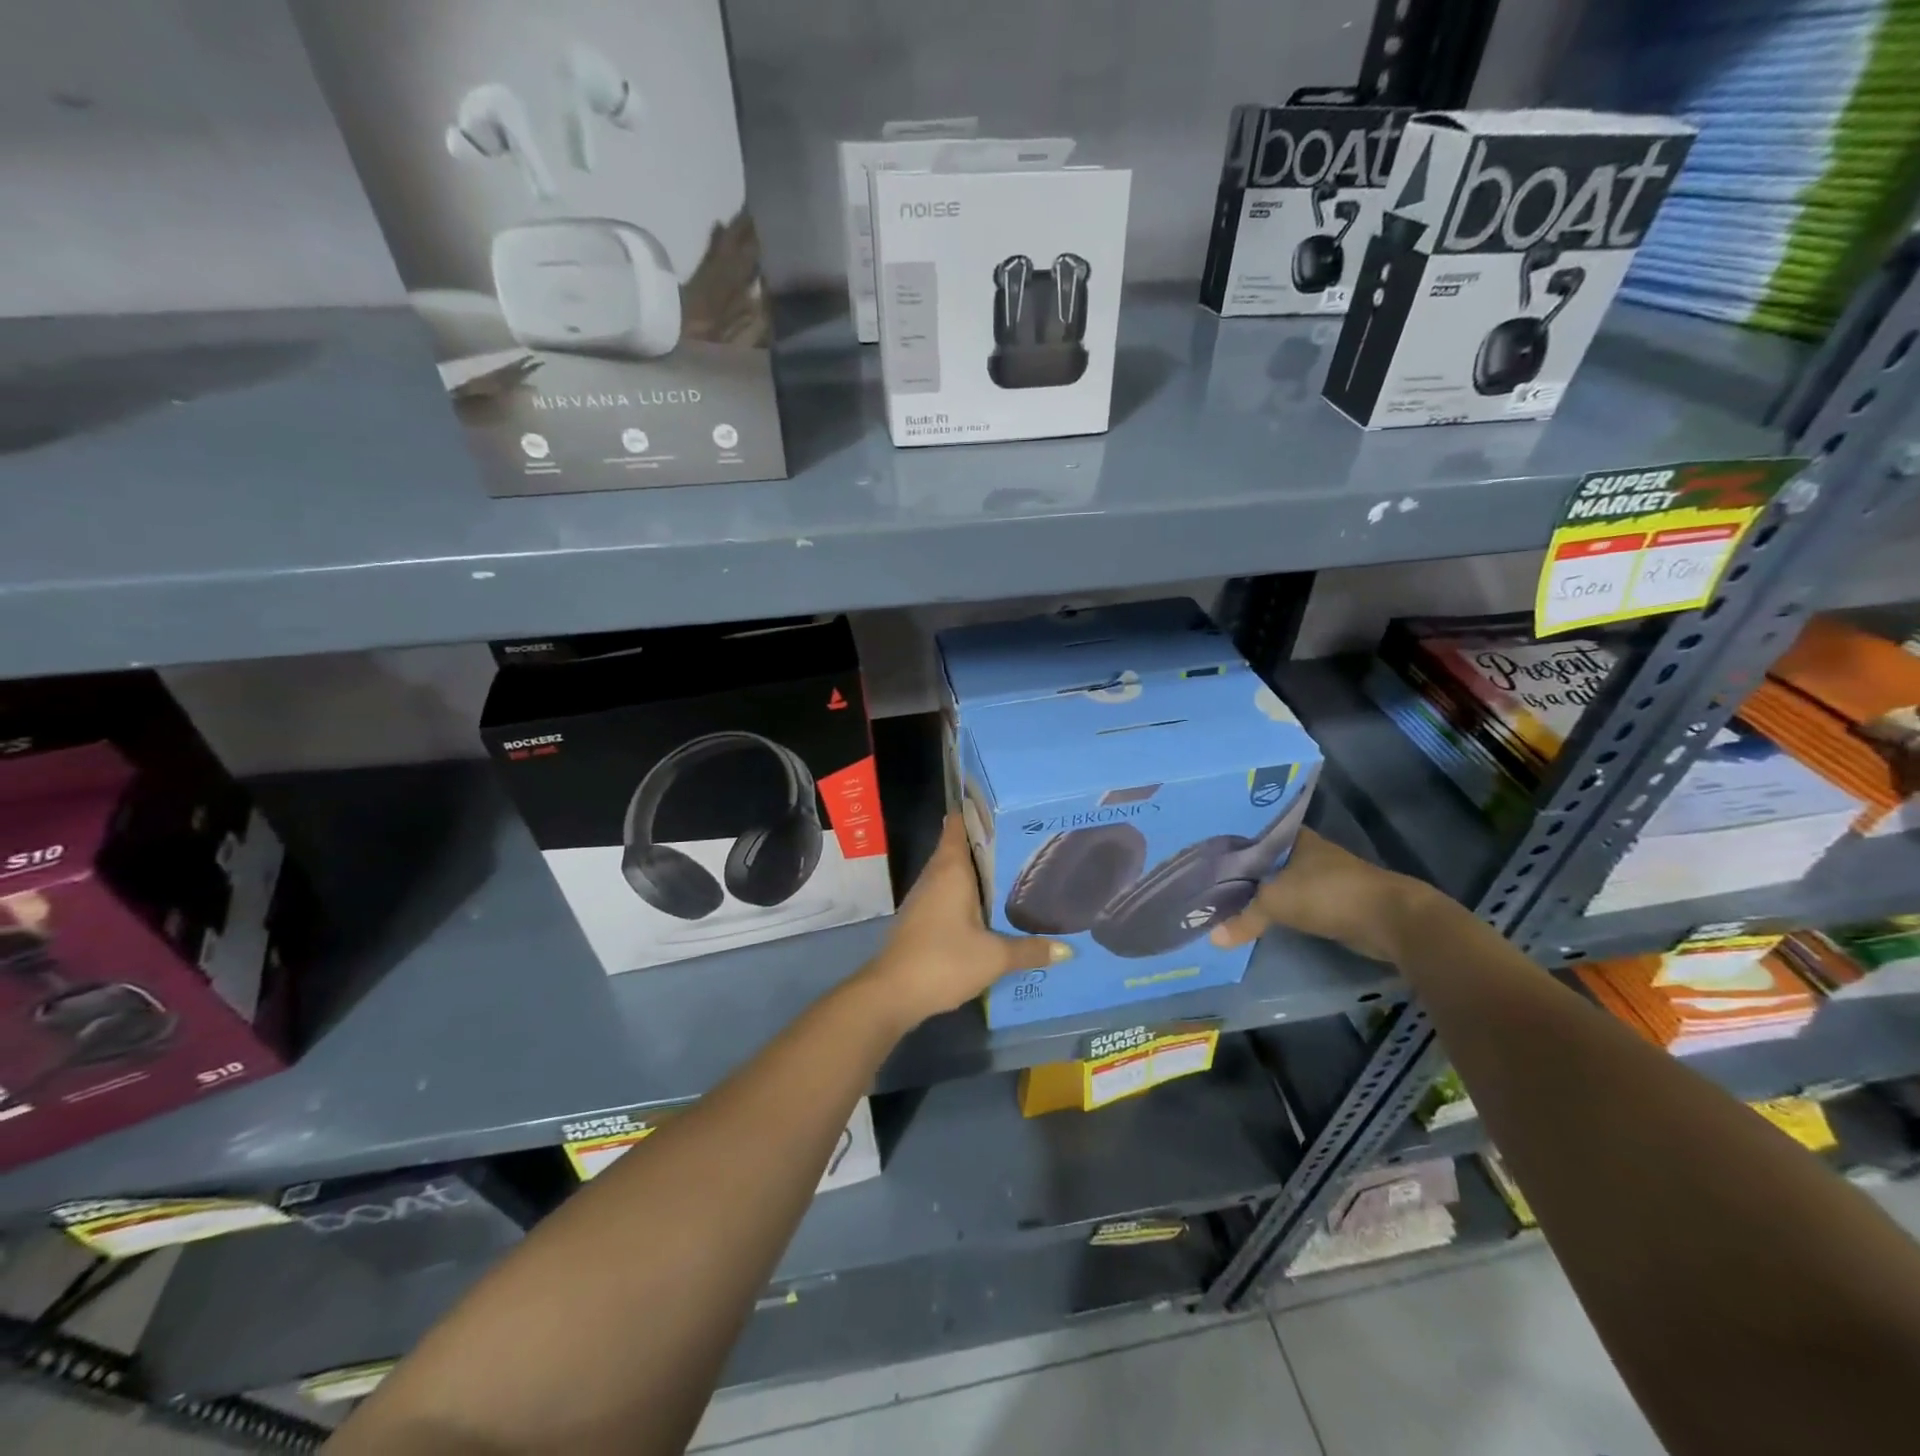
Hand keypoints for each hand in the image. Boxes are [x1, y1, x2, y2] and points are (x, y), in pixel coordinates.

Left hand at [862, 815, 1068, 1026]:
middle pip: (958, 847)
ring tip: (1012, 870)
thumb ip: (1030, 950)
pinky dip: (966, 893)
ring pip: (952, 872)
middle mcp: (935, 875)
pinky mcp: (920, 919)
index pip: (958, 825)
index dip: (976, 811)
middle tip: (1022, 839)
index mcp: (951, 869)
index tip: (1002, 806)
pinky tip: (988, 907)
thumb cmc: (943, 960)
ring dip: (976, 871)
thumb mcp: (994, 957)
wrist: (892, 993)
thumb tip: (1069, 950)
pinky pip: (946, 893)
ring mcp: (923, 897)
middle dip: (986, 843)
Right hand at [1207, 828, 1435, 964]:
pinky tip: (1260, 914)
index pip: (1254, 832)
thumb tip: (1212, 939)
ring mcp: (1324, 876)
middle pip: (1267, 858)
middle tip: (1209, 877)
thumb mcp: (1276, 903)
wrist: (1390, 919)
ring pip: (1282, 880)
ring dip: (1263, 889)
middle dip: (1244, 868)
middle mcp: (1308, 851)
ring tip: (1228, 896)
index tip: (1207, 850)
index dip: (1232, 841)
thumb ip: (1244, 918)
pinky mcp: (1334, 901)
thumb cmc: (1328, 894)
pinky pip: (1296, 901)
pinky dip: (1281, 907)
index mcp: (1293, 837)